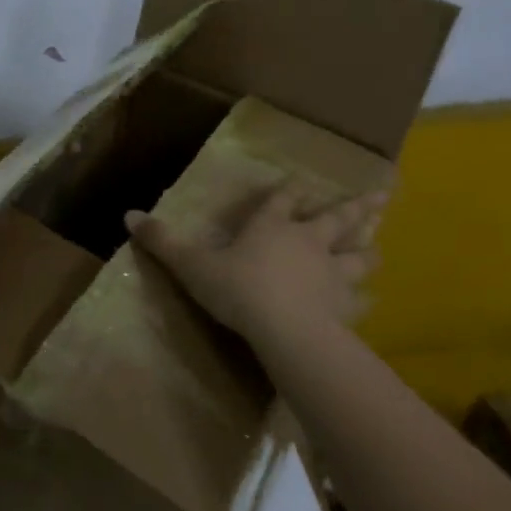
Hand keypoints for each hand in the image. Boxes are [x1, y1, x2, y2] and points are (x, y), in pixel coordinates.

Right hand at [125, 179, 386, 342]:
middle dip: (355, 207)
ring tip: (379, 243)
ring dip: (368, 247)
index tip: (297, 181)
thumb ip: (163, 241)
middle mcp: (308, 241)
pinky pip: (360, 299)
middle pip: (336, 218)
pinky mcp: (344, 304)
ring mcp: (332, 272)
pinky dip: (365, 298)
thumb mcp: (192, 265)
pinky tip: (371, 300)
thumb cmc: (238, 289)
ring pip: (358, 255)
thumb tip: (129, 215)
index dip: (289, 190)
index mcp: (272, 227)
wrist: (285, 329)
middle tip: (381, 194)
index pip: (282, 200)